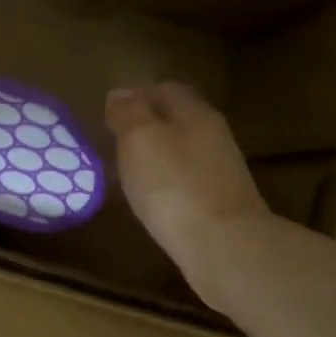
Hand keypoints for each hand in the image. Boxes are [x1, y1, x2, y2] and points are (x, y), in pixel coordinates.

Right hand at [106, 82, 270, 305]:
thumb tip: (119, 94)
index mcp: (194, 113)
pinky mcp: (219, 203)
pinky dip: (167, 181)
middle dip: (148, 123)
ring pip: (184, 150)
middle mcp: (213, 136)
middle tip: (116, 139)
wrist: (224, 246)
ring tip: (128, 168)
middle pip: (178, 119)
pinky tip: (152, 197)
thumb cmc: (174, 186)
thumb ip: (129, 113)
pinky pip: (187, 180)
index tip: (111, 110)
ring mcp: (220, 171)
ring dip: (158, 154)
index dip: (138, 95)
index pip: (166, 89)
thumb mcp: (140, 139)